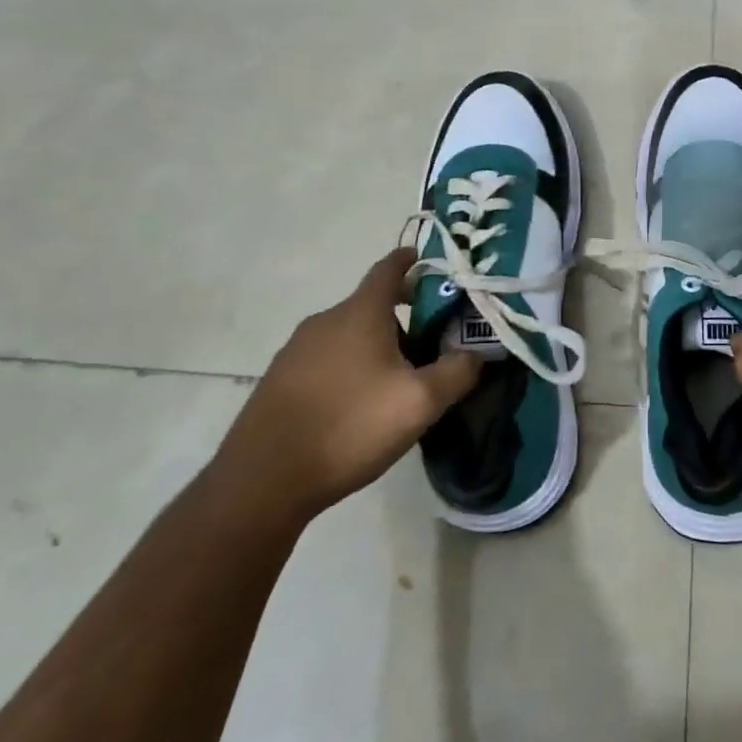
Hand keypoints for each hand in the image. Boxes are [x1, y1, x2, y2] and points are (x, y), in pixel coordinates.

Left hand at [214, 249, 480, 524]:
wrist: (263, 479)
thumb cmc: (350, 426)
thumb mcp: (420, 402)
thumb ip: (457, 371)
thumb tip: (478, 352)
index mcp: (360, 312)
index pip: (390, 268)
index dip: (414, 261)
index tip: (436, 266)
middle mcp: (326, 320)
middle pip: (373, 305)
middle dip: (406, 318)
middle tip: (434, 345)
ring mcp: (297, 350)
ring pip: (350, 335)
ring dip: (378, 346)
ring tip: (400, 383)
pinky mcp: (280, 379)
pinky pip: (327, 359)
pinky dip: (351, 367)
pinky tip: (360, 406)